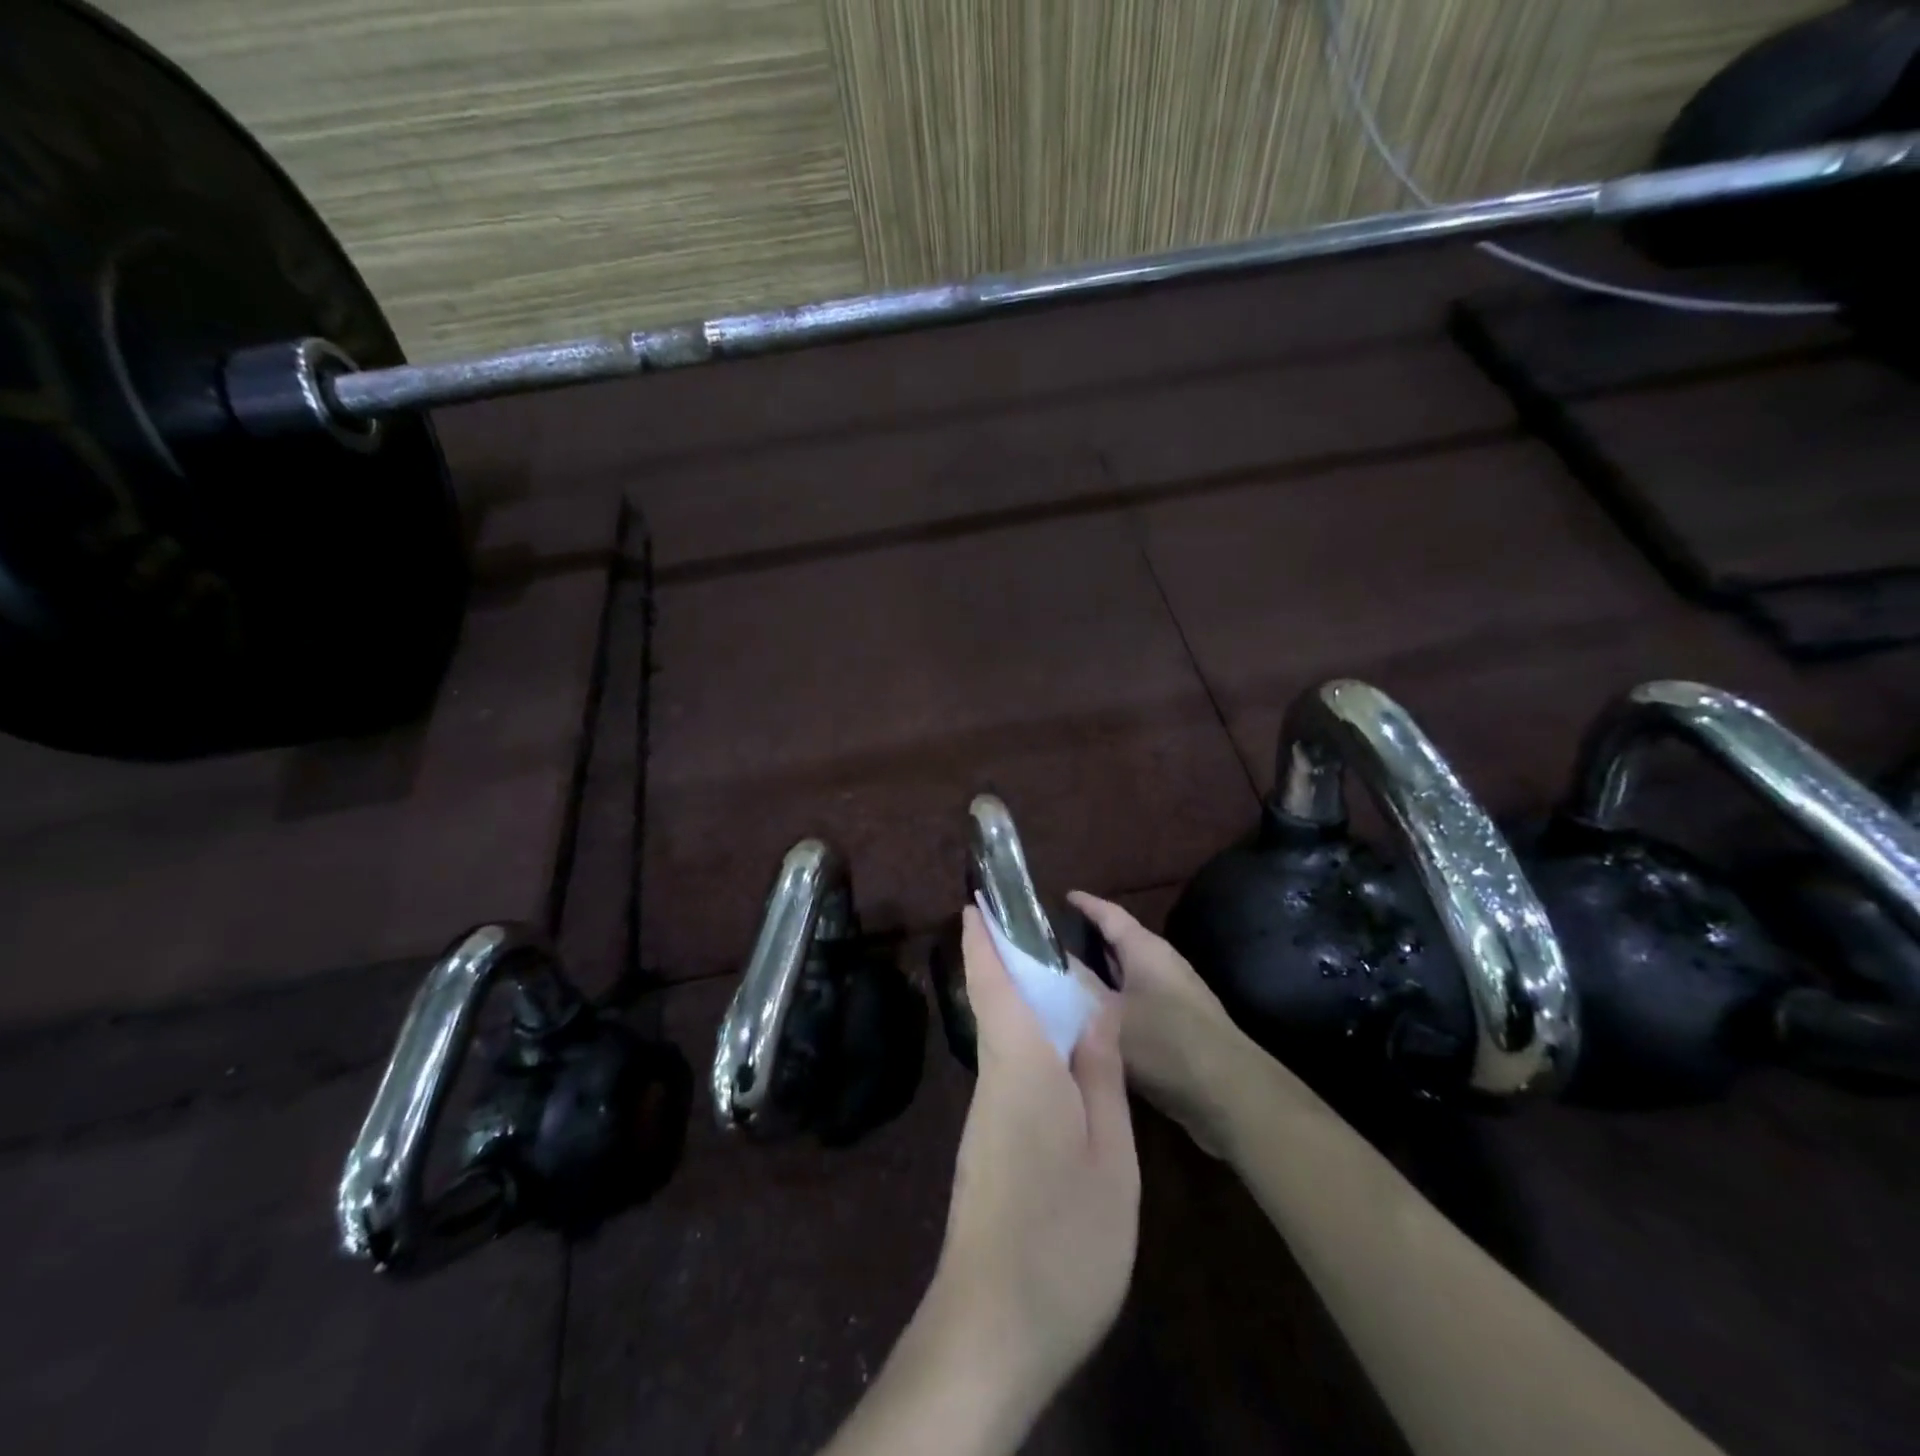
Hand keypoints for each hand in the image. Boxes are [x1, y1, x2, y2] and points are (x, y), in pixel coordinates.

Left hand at [924, 906, 1138, 1419]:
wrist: (994, 1330)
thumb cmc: (1064, 1237)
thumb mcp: (1108, 1155)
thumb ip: (1100, 1076)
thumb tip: (1092, 1011)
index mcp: (1020, 1069)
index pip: (992, 987)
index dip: (982, 942)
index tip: (973, 901)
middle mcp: (994, 1082)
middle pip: (996, 1007)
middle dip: (1006, 963)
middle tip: (1036, 930)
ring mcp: (986, 1119)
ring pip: (1004, 1042)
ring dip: (1021, 1003)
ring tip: (1060, 982)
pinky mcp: (989, 1149)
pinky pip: (1011, 1075)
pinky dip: (1029, 1046)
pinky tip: (1061, 1059)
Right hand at [1068, 891, 1246, 1157]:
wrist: (1228, 1094)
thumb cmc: (1165, 1043)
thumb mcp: (1109, 1013)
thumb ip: (1079, 985)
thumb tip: (1051, 959)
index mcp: (1145, 950)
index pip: (1110, 914)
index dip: (1086, 904)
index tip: (1062, 896)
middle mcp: (1161, 965)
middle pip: (1119, 942)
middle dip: (1088, 939)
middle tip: (1050, 941)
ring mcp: (1172, 996)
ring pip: (1125, 975)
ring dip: (1098, 974)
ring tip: (1062, 977)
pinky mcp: (1176, 1026)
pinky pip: (1134, 1001)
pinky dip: (1110, 1001)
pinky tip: (1090, 1018)